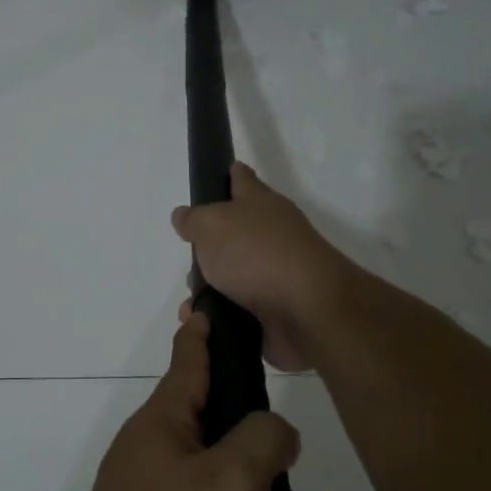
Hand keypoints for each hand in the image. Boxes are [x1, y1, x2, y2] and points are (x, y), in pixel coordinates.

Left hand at [37, 312, 299, 490]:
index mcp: (162, 425)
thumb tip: (272, 430)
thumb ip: (263, 440)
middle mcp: (152, 458)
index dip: (203, 329)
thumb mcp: (233, 484)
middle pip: (217, 433)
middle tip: (289, 480)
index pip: (188, 358)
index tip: (206, 301)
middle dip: (259, 458)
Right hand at [172, 162, 350, 372]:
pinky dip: (217, 314)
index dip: (230, 174)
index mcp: (260, 204)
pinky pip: (236, 309)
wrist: (305, 310)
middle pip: (234, 233)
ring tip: (191, 300)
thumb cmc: (256, 254)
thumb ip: (194, 220)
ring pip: (232, 275)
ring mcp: (275, 273)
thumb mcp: (212, 225)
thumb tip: (184, 216)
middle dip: (209, 247)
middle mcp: (271, 234)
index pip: (243, 180)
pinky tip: (201, 320)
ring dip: (209, 287)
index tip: (224, 171)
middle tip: (190, 258)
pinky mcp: (274, 309)